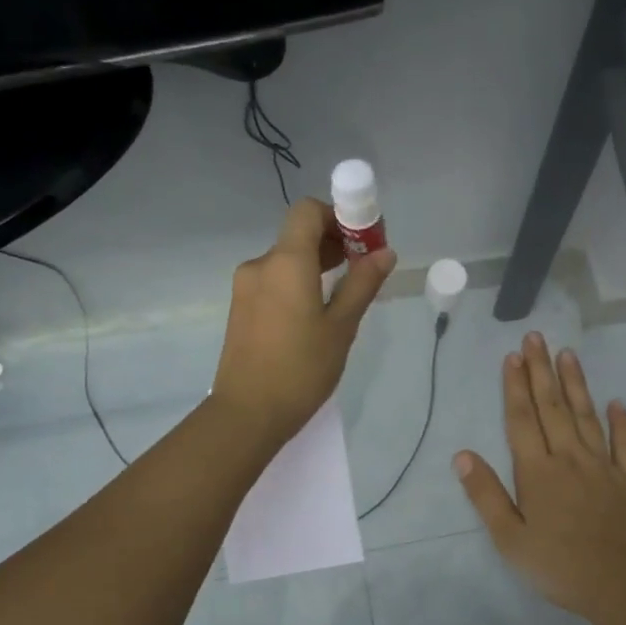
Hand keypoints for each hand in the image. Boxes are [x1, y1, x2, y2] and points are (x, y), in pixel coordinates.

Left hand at [211, 199, 394, 449]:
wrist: (247, 413)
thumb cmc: (300, 370)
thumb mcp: (341, 327)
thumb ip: (362, 284)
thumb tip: (384, 252)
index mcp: (285, 262)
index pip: (308, 211)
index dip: (338, 215)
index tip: (363, 239)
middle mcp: (260, 265)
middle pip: (298, 234)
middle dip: (333, 241)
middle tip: (364, 266)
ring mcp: (245, 287)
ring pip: (286, 259)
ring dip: (315, 263)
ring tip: (344, 291)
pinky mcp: (240, 308)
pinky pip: (274, 280)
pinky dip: (297, 282)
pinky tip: (316, 311)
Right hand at [457, 332, 625, 624]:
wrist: (625, 585)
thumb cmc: (559, 566)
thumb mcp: (510, 539)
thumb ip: (486, 495)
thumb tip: (462, 455)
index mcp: (537, 472)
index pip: (522, 420)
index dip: (514, 387)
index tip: (512, 356)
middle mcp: (570, 459)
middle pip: (553, 407)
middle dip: (541, 371)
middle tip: (536, 337)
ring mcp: (604, 466)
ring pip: (587, 416)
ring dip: (576, 384)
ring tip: (568, 353)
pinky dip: (621, 422)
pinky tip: (616, 403)